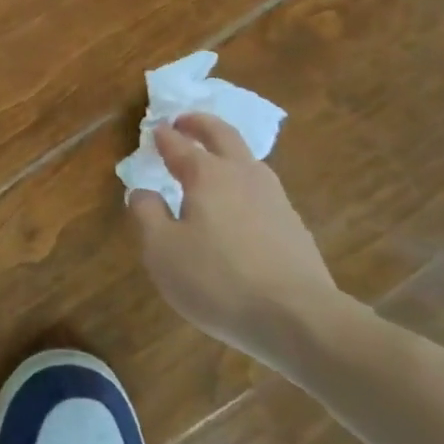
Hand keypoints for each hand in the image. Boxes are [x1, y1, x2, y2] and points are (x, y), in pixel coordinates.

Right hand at [127, 114, 347, 369]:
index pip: (178, 145)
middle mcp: (243, 176)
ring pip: (250, 161)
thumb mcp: (161, 249)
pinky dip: (244, 185)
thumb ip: (146, 214)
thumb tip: (142, 191)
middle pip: (223, 135)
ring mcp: (275, 201)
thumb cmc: (218, 279)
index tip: (153, 130)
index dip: (163, 136)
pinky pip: (263, 192)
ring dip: (228, 152)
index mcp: (206, 175)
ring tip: (212, 162)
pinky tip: (239, 207)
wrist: (302, 321)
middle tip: (184, 122)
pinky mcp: (295, 229)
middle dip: (201, 124)